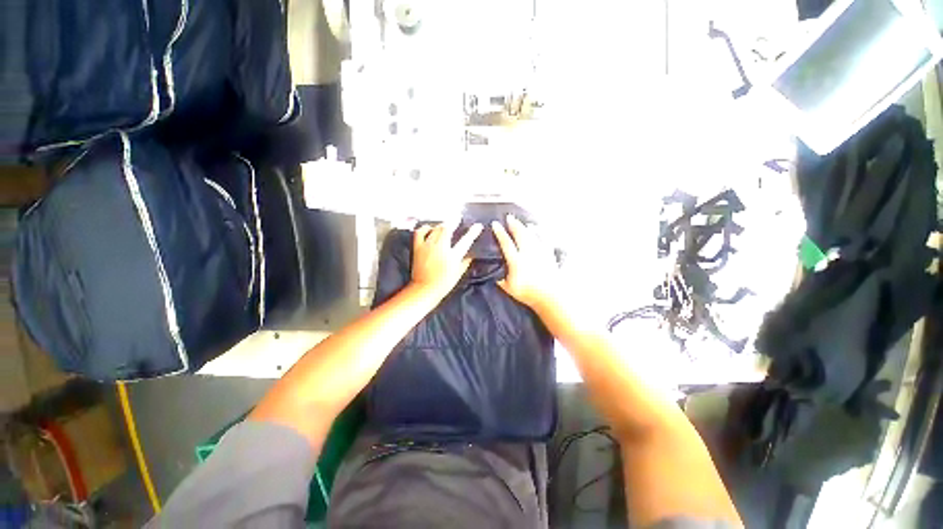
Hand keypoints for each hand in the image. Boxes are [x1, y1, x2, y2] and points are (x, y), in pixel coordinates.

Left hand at [411, 223, 482, 297]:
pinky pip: (420, 232)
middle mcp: (440, 247)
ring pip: (435, 229)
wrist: (424, 289)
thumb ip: (465, 262)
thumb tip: (470, 255)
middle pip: (447, 229)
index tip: (478, 225)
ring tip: (445, 224)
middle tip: (458, 218)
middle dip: (454, 221)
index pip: (466, 240)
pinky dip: (425, 228)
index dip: (473, 232)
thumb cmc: (443, 284)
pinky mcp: (418, 247)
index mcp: (453, 255)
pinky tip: (429, 228)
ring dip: (442, 225)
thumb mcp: (459, 273)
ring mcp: (428, 246)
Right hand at [492, 215, 558, 310]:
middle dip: (514, 225)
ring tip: (521, 222)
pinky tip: (537, 228)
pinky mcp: (548, 255)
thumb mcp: (509, 289)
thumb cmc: (529, 294)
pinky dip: (540, 232)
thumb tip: (494, 273)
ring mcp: (539, 253)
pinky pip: (544, 239)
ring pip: (531, 235)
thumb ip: (500, 280)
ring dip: (525, 227)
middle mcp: (528, 253)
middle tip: (509, 217)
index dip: (500, 233)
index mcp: (516, 261)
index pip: (506, 243)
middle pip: (520, 235)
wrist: (550, 297)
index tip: (495, 224)